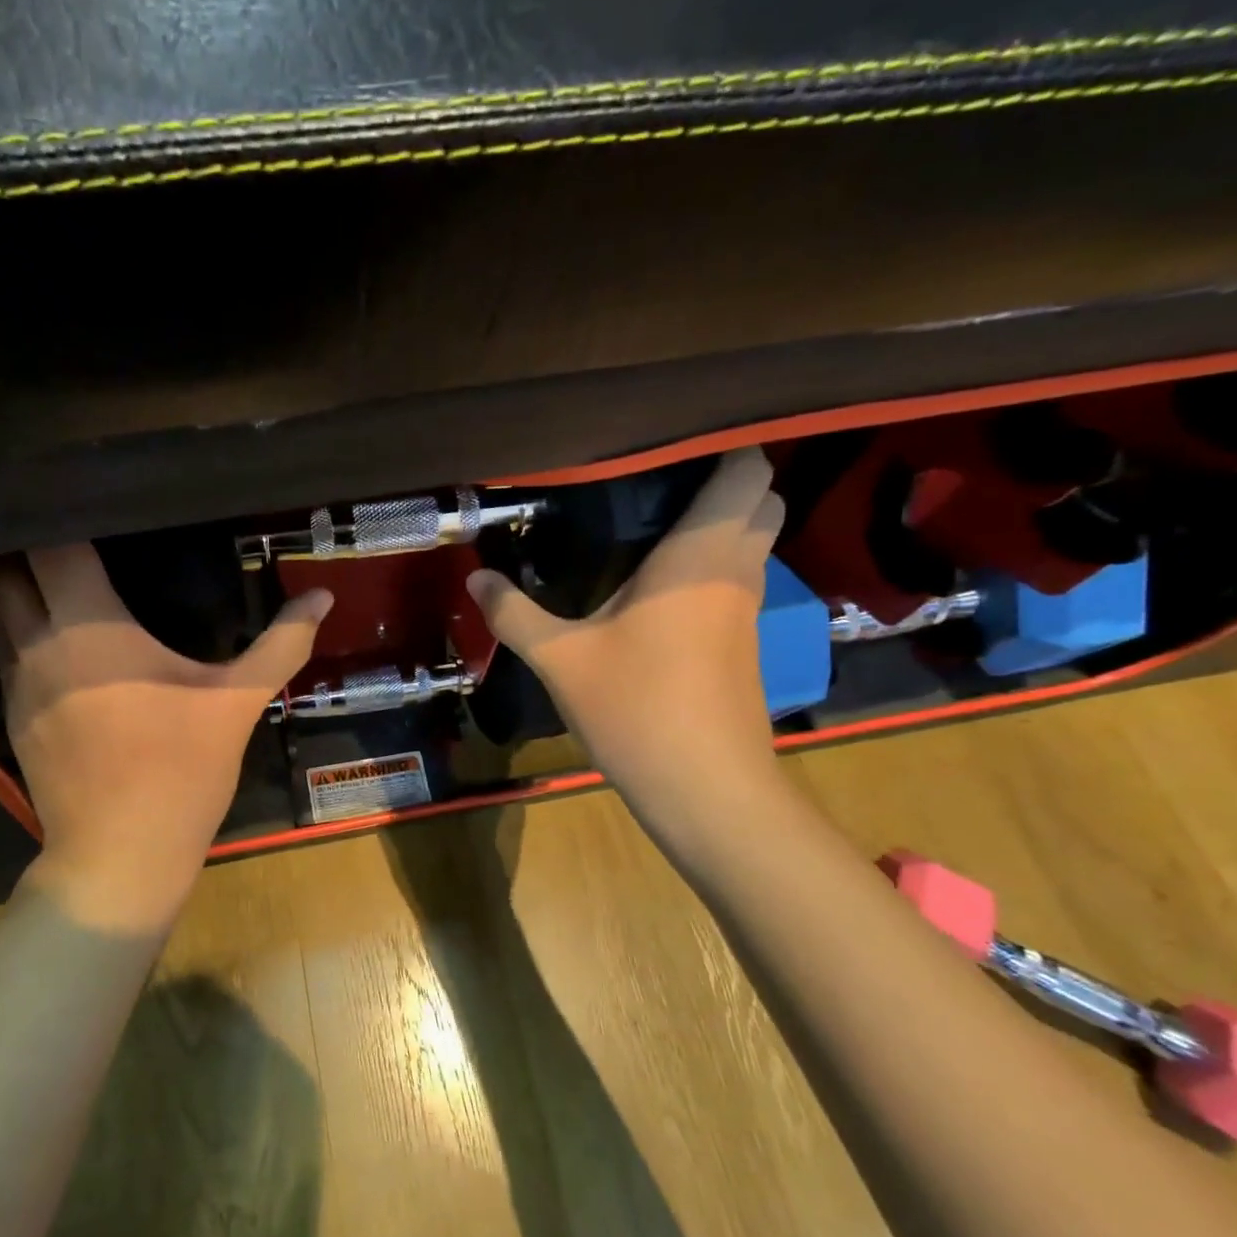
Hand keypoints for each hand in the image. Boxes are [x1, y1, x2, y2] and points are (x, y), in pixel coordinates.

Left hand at [0, 544, 330, 929]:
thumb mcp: (238, 702)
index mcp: (90, 628)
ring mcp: (17, 684)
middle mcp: (40, 644)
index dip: (64, 517)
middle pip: (4, 572)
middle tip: (73, 538)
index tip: (92, 505)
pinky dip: (19, 633)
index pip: (53, 547)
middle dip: (27, 547)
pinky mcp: (11, 718)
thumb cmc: (180, 769)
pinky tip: (56, 642)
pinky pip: (4, 654)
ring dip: (14, 590)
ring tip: (55, 578)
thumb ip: (282, 643)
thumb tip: (323, 598)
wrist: (120, 856)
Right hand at [467, 448, 785, 828]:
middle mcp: (736, 570)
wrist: (706, 790)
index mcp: (700, 556)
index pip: (746, 470)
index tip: (666, 446)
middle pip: (760, 500)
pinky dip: (711, 565)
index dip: (720, 447)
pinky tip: (657, 587)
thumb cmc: (637, 709)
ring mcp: (747, 608)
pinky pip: (737, 578)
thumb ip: (515, 613)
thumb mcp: (561, 659)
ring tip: (648, 525)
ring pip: (753, 541)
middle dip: (720, 483)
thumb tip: (476, 578)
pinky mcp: (744, 642)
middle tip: (652, 488)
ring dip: (717, 525)